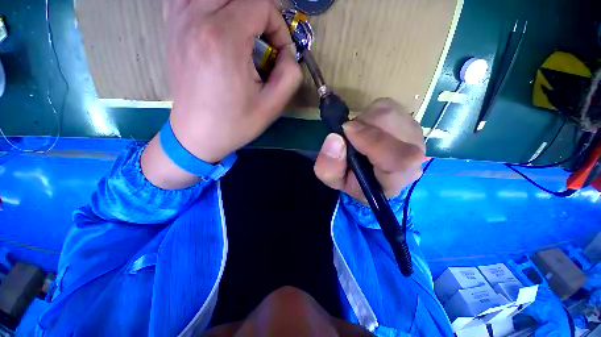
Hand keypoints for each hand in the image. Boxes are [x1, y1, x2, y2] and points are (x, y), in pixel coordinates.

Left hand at [142, 0, 301, 188]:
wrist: (197, 135)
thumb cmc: (235, 123)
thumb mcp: (273, 106)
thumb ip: (290, 74)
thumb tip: (288, 52)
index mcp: (224, 40)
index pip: (260, 5)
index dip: (278, 26)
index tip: (280, 53)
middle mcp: (197, 19)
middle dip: (261, 13)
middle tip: (266, 40)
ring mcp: (179, 20)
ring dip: (236, 7)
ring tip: (245, 33)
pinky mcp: (172, 27)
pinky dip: (211, 4)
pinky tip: (219, 24)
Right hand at [314, 99, 425, 202]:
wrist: (373, 175)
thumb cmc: (355, 181)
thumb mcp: (335, 181)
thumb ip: (330, 167)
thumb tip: (334, 138)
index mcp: (397, 178)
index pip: (401, 159)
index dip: (373, 141)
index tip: (346, 131)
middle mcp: (415, 155)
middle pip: (392, 124)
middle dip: (361, 126)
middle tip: (349, 138)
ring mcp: (415, 134)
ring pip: (388, 111)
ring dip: (364, 120)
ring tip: (359, 136)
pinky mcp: (410, 119)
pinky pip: (387, 105)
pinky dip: (370, 114)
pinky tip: (368, 129)